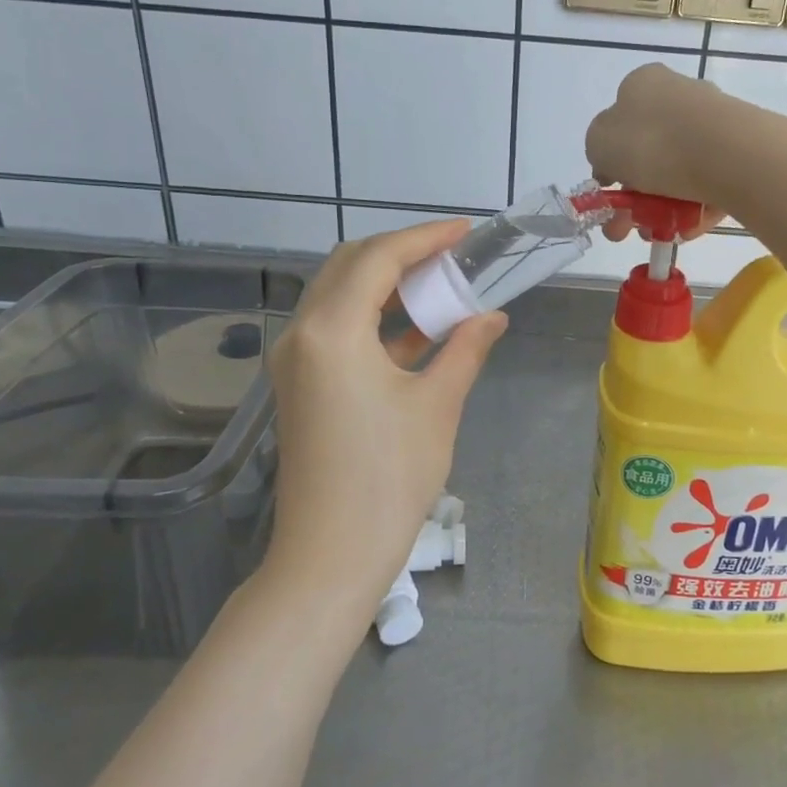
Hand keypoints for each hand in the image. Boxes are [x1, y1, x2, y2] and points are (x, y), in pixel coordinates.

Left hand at [264, 220, 506, 618]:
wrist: (331, 555)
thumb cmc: (389, 478)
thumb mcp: (437, 405)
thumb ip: (465, 349)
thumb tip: (492, 316)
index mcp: (331, 330)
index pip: (378, 259)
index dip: (424, 237)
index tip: (464, 231)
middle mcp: (302, 334)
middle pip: (350, 267)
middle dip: (402, 253)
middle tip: (452, 256)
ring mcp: (294, 361)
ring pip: (340, 296)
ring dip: (387, 285)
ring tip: (439, 285)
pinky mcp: (300, 385)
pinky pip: (336, 330)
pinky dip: (374, 320)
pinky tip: (417, 328)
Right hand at [585, 63, 730, 240]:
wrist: (727, 154)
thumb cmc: (651, 142)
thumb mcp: (599, 143)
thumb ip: (598, 151)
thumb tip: (612, 162)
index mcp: (642, 85)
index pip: (618, 122)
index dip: (609, 161)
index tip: (608, 192)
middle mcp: (679, 96)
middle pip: (648, 152)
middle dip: (633, 197)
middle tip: (624, 229)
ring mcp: (713, 123)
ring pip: (677, 173)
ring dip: (660, 208)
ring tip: (656, 235)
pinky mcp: (739, 151)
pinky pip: (707, 183)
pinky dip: (693, 208)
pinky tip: (686, 230)